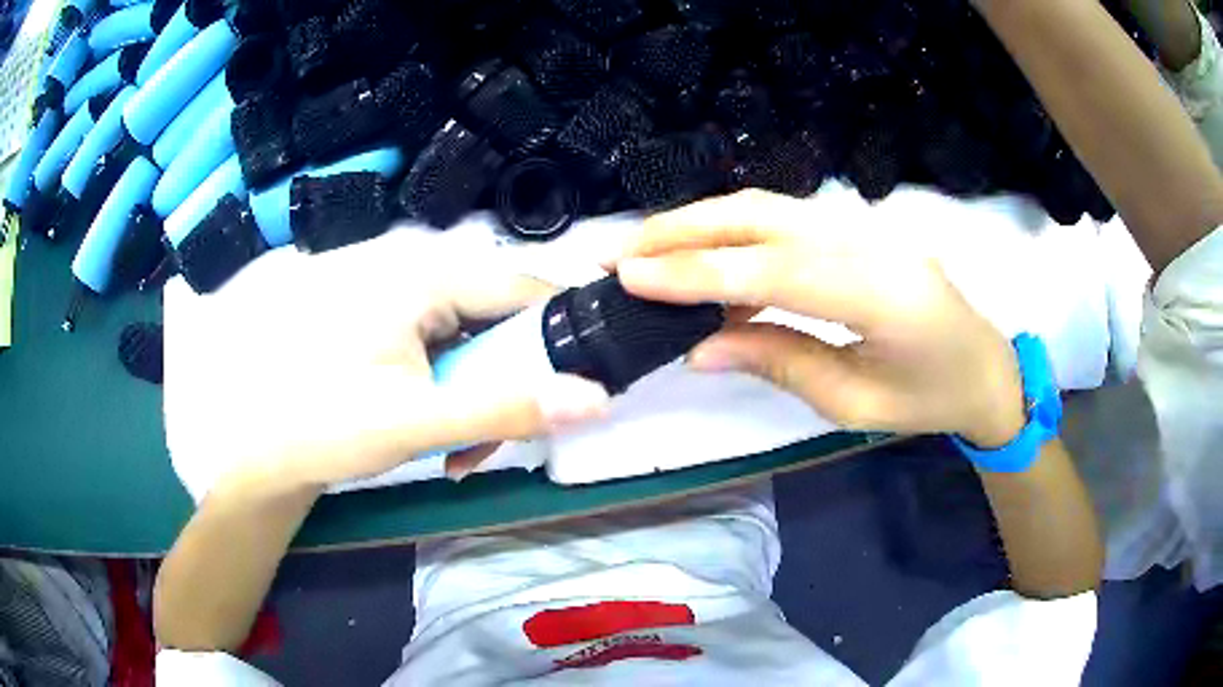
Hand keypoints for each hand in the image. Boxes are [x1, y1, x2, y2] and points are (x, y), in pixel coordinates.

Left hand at [166, 232, 608, 489]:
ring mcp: (394, 297)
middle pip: (497, 320)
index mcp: (423, 277)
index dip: (559, 338)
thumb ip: (507, 409)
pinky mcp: (381, 322)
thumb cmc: (327, 426)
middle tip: (484, 445)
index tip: (574, 393)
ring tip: (452, 450)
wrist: (259, 448)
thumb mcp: (419, 422)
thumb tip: (598, 399)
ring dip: (474, 396)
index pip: (524, 289)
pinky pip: (438, 348)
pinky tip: (429, 429)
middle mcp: (412, 272)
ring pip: (469, 341)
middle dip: (504, 386)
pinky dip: (446, 389)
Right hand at [616, 189, 1025, 446]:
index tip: (631, 277)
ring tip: (644, 249)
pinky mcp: (855, 227)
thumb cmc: (931, 397)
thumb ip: (779, 362)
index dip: (697, 273)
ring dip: (699, 223)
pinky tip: (700, 253)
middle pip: (761, 217)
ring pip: (766, 208)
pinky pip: (783, 219)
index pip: (772, 272)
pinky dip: (731, 231)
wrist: (986, 366)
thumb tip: (698, 348)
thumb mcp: (856, 402)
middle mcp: (870, 242)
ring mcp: (864, 225)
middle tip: (618, 253)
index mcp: (882, 294)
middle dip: (682, 230)